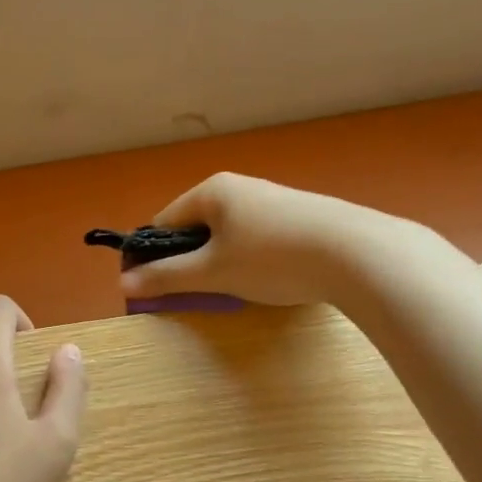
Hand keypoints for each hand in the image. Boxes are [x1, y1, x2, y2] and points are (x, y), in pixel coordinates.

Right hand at [117, 173, 400, 306]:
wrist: (357, 253)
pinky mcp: (300, 217)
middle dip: (190, 261)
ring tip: (233, 291)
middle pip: (197, 228)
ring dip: (221, 263)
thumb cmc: (272, 258)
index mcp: (212, 191)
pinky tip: (267, 281)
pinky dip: (251, 260)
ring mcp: (273, 200)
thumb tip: (124, 281)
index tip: (154, 288)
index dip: (153, 255)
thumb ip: (167, 276)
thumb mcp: (213, 272)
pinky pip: (257, 238)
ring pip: (229, 235)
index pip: (164, 221)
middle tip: (195, 294)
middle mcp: (240, 187)